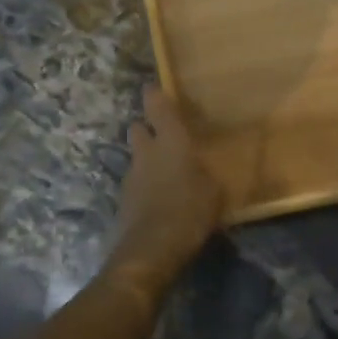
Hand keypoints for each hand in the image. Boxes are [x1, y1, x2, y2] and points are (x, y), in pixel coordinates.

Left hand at [106, 85, 222, 298]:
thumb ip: (205, 173)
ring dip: (146, 161)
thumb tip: (202, 169)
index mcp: (171, 141)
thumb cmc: (190, 211)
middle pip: (137, 128)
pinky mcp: (123, 200)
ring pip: (136, 157)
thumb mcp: (214, 191)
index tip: (155, 89)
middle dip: (146, 129)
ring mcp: (131, 176)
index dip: (155, 95)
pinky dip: (145, 186)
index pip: (157, 105)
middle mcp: (146, 152)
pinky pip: (135, 183)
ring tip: (166, 175)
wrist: (151, 249)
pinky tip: (159, 200)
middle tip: (164, 138)